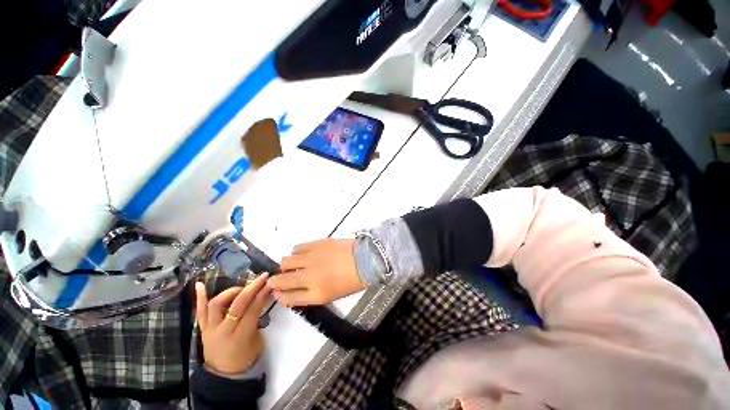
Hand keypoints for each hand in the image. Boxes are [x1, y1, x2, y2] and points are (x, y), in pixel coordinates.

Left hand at [195, 274, 270, 374]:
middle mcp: (223, 332)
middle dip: (251, 288)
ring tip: (241, 288)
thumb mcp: (257, 339)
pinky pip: (200, 311)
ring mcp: (210, 329)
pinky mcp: (202, 328)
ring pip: (217, 304)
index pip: (252, 311)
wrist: (224, 374)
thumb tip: (265, 295)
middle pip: (237, 305)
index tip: (271, 283)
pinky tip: (199, 284)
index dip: (262, 295)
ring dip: (231, 292)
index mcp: (240, 338)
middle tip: (262, 278)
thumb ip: (258, 317)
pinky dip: (200, 297)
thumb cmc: (246, 356)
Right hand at [267, 239, 365, 305]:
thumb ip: (308, 295)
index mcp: (317, 293)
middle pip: (280, 280)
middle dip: (276, 281)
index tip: (278, 292)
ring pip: (286, 261)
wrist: (365, 259)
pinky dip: (297, 252)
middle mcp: (310, 276)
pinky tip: (305, 254)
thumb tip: (290, 292)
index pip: (287, 298)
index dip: (280, 295)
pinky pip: (298, 247)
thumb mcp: (331, 295)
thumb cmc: (351, 280)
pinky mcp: (317, 243)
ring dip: (287, 265)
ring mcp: (312, 258)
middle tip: (282, 278)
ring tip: (296, 265)